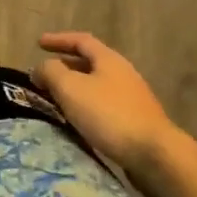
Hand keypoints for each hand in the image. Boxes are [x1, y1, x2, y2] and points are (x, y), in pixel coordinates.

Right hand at [33, 32, 183, 177]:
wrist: (157, 157)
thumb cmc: (110, 115)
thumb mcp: (71, 88)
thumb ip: (51, 72)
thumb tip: (40, 67)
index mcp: (109, 59)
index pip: (80, 40)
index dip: (58, 40)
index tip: (38, 43)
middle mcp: (123, 74)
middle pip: (90, 63)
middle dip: (66, 66)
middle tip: (44, 75)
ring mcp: (133, 99)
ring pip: (97, 87)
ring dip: (76, 89)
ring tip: (57, 100)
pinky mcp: (137, 123)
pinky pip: (105, 107)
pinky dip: (87, 108)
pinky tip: (78, 122)